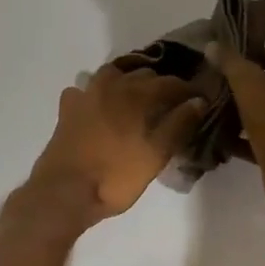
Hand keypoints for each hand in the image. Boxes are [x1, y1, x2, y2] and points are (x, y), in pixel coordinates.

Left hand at [23, 65, 205, 227]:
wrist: (65, 191)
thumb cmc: (116, 176)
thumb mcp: (155, 155)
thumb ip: (178, 125)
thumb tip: (198, 100)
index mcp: (137, 95)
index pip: (170, 83)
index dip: (187, 89)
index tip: (199, 97)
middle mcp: (112, 85)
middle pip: (142, 74)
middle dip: (160, 83)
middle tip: (171, 100)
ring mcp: (86, 93)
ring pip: (113, 74)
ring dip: (128, 79)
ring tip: (137, 95)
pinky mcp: (68, 108)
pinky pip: (84, 89)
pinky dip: (95, 92)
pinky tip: (98, 104)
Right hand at [210, 44, 264, 211]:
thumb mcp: (245, 80)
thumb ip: (229, 61)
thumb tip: (213, 44)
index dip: (259, 54)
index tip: (234, 58)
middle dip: (249, 85)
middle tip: (222, 84)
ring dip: (245, 113)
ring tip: (219, 112)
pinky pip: (261, 141)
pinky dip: (243, 140)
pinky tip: (223, 140)